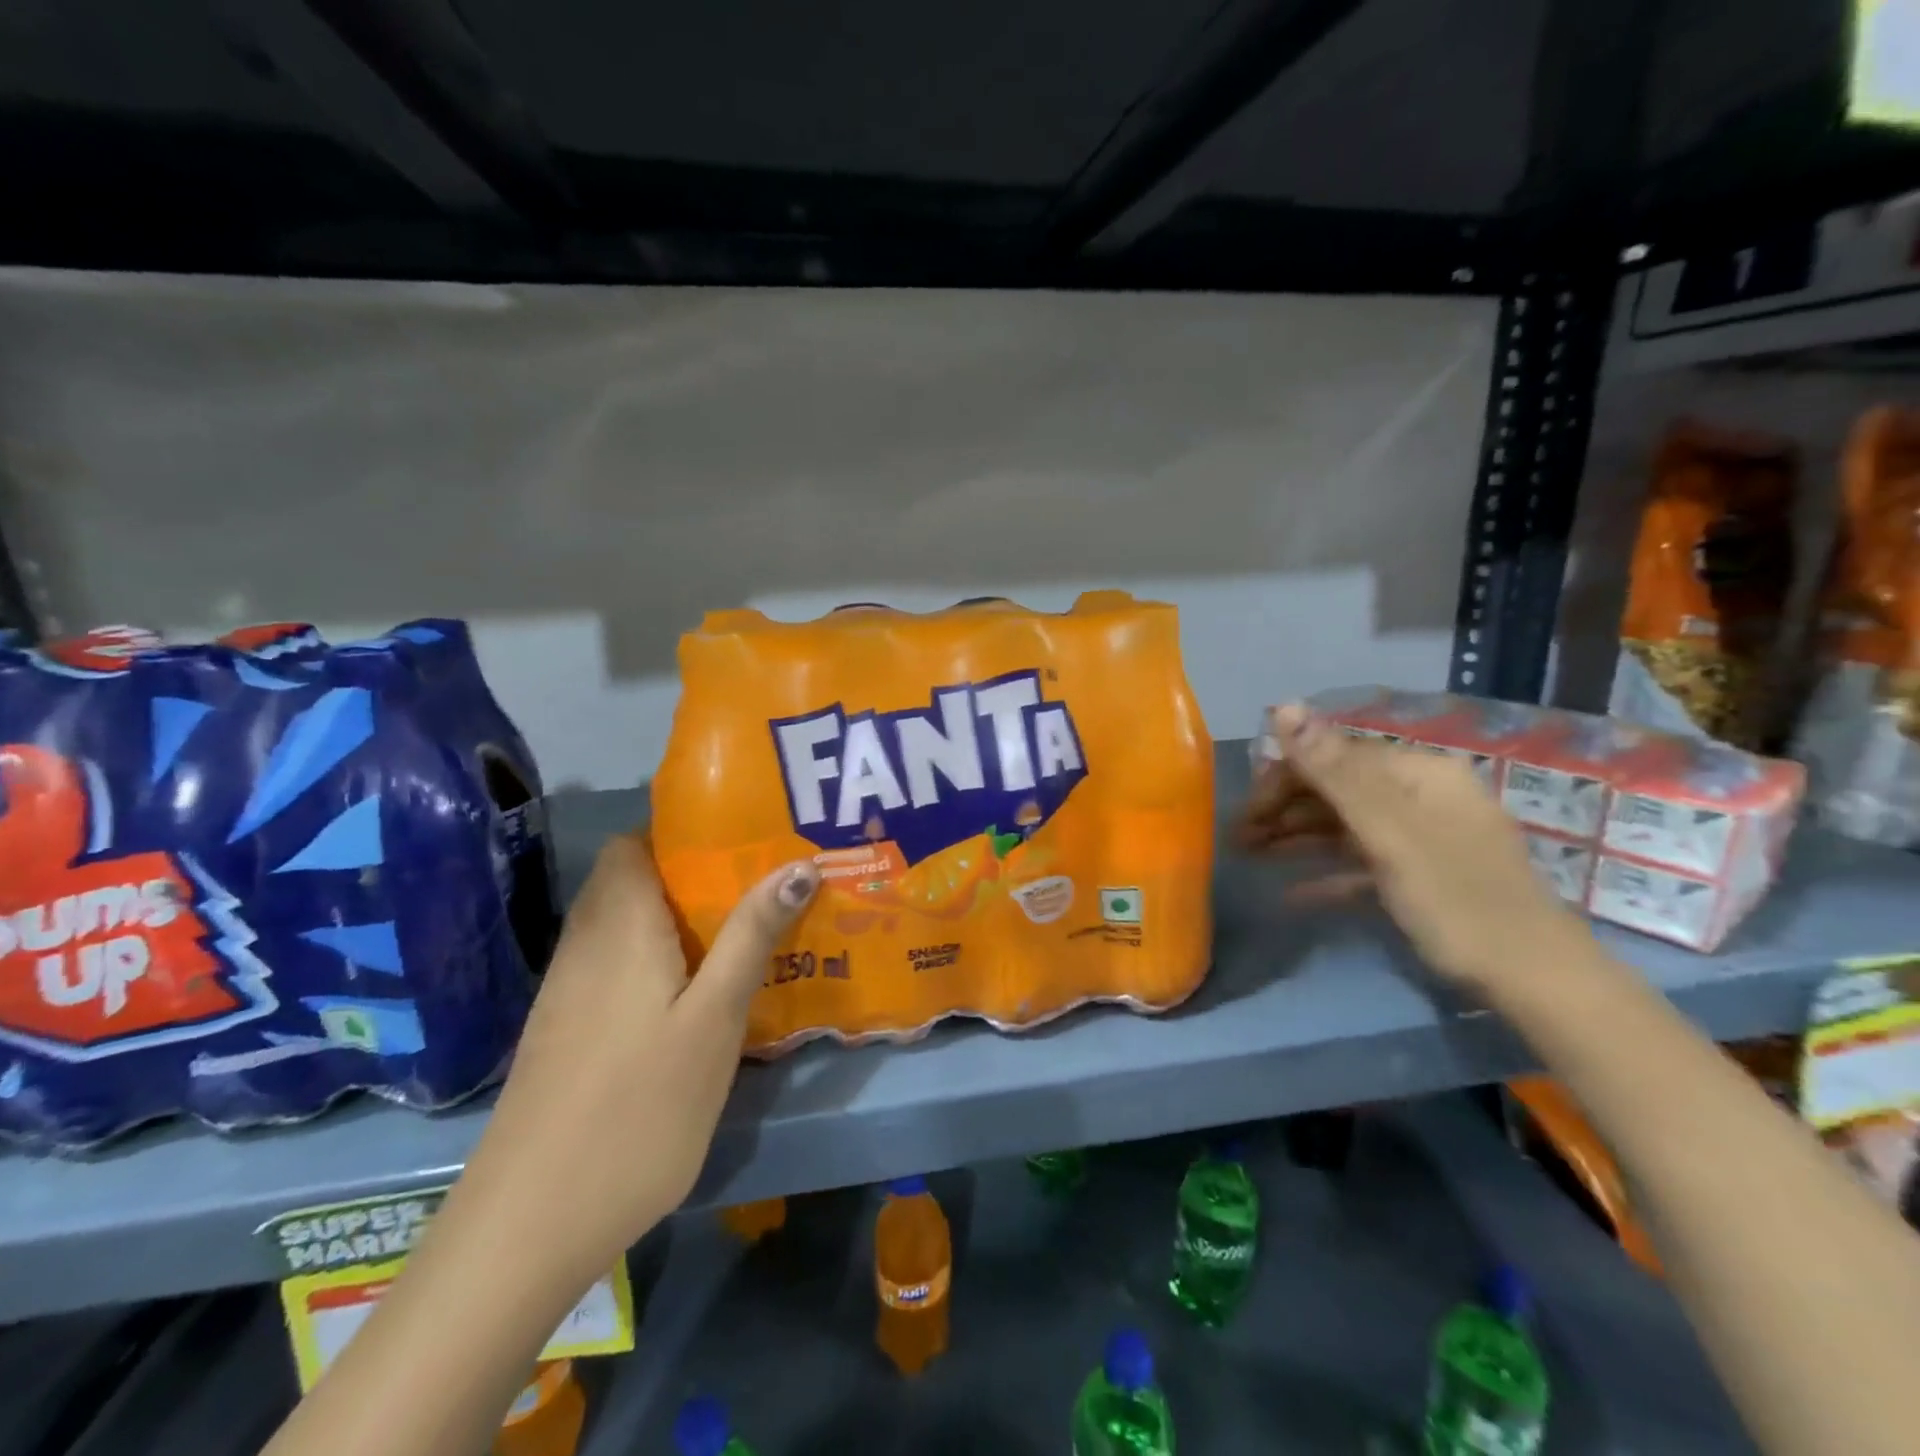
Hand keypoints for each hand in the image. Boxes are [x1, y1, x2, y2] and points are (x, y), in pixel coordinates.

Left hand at [451, 834, 818, 1288]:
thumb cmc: (638, 1108)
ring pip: (623, 920)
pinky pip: (614, 961)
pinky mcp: (564, 1027)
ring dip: (675, 916)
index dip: (684, 831)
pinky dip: (654, 954)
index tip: (743, 840)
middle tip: (756, 885)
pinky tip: (693, 990)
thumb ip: (751, 936)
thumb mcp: (714, 1019)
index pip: (635, 841)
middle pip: (631, 877)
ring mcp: (568, 988)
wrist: (529, 1225)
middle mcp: (586, 942)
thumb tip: (797, 864)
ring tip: (739, 929)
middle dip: (692, 873)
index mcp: (621, 924)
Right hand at [1238, 703, 1586, 995]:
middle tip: (1238, 841)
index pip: (1332, 758)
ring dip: (1296, 838)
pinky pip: (1363, 862)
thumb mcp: (1387, 832)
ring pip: (1345, 825)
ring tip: (1249, 857)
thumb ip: (1333, 770)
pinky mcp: (1423, 875)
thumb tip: (1283, 705)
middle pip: (1336, 789)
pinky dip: (1327, 872)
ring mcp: (1424, 836)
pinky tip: (1291, 893)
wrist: (1535, 980)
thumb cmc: (1454, 898)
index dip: (1282, 780)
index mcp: (1416, 773)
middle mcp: (1420, 794)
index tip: (1243, 815)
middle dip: (1283, 811)